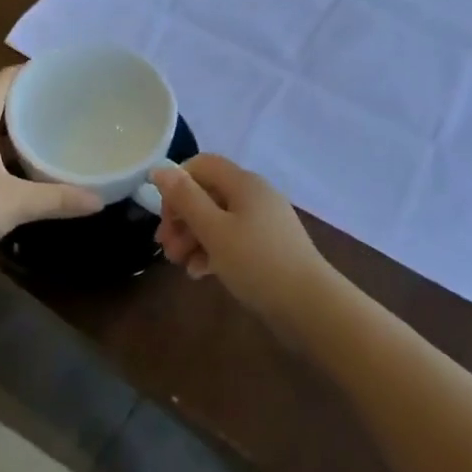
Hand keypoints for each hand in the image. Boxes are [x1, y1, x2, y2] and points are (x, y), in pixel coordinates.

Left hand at [0, 67, 102, 277]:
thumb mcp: (17, 203)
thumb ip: (58, 199)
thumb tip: (99, 200)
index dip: (23, 72)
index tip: (52, 70)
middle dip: (24, 102)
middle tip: (59, 102)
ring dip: (14, 132)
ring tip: (47, 133)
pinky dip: (5, 158)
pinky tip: (25, 172)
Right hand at [150, 155, 331, 325]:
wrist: (310, 306)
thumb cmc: (257, 262)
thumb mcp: (214, 230)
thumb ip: (185, 198)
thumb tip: (160, 169)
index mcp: (243, 182)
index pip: (201, 165)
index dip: (177, 184)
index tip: (165, 217)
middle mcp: (254, 195)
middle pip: (207, 193)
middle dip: (182, 218)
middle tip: (166, 248)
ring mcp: (264, 222)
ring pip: (218, 219)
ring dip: (194, 237)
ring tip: (180, 264)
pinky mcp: (268, 246)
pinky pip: (233, 239)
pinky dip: (214, 250)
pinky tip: (201, 272)